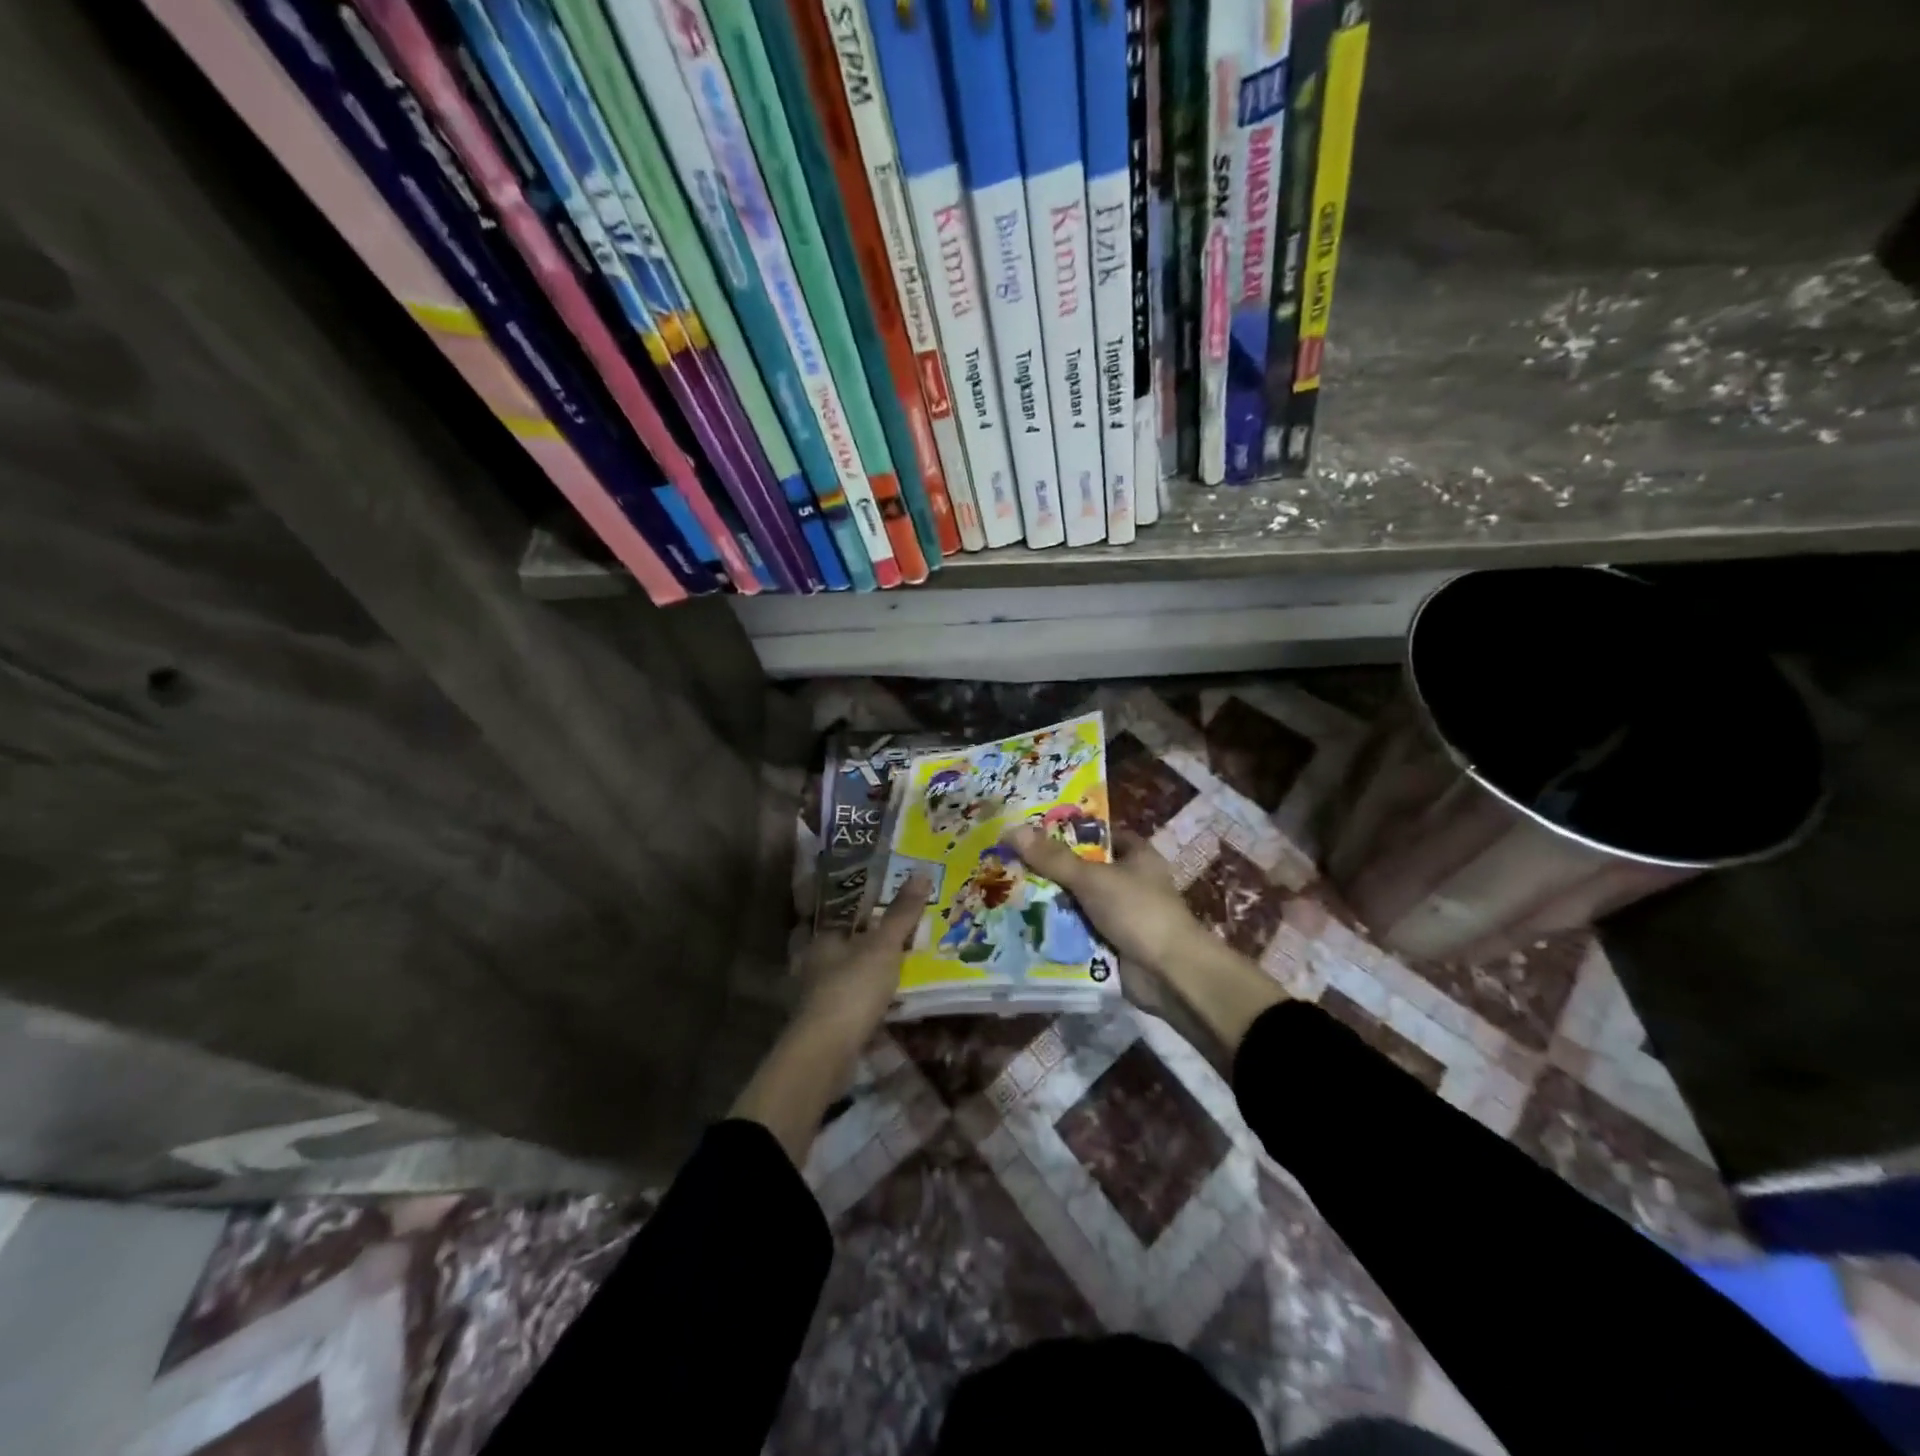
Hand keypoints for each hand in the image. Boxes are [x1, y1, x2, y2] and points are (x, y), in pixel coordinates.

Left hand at [796, 872, 930, 1037]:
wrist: (827, 1052)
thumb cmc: (852, 988)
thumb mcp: (883, 946)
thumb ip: (901, 914)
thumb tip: (921, 872)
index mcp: (822, 937)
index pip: (842, 913)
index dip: (865, 906)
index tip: (890, 901)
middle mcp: (816, 962)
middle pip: (846, 944)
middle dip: (870, 939)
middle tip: (905, 931)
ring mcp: (820, 994)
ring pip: (850, 973)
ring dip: (872, 970)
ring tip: (906, 962)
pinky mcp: (830, 1022)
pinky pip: (856, 1000)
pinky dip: (873, 997)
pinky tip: (894, 998)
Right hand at [1003, 825, 1284, 1064]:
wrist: (1169, 975)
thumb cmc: (1138, 911)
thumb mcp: (1092, 878)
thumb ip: (1053, 858)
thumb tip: (1012, 830)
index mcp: (1136, 855)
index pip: (1098, 834)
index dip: (1068, 831)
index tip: (1032, 831)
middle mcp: (1129, 882)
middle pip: (1082, 870)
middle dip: (1050, 870)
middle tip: (1008, 863)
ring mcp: (1121, 915)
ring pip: (1077, 903)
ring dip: (1050, 903)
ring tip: (1005, 894)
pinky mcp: (1112, 944)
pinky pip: (1078, 932)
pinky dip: (1057, 932)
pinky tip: (1022, 927)